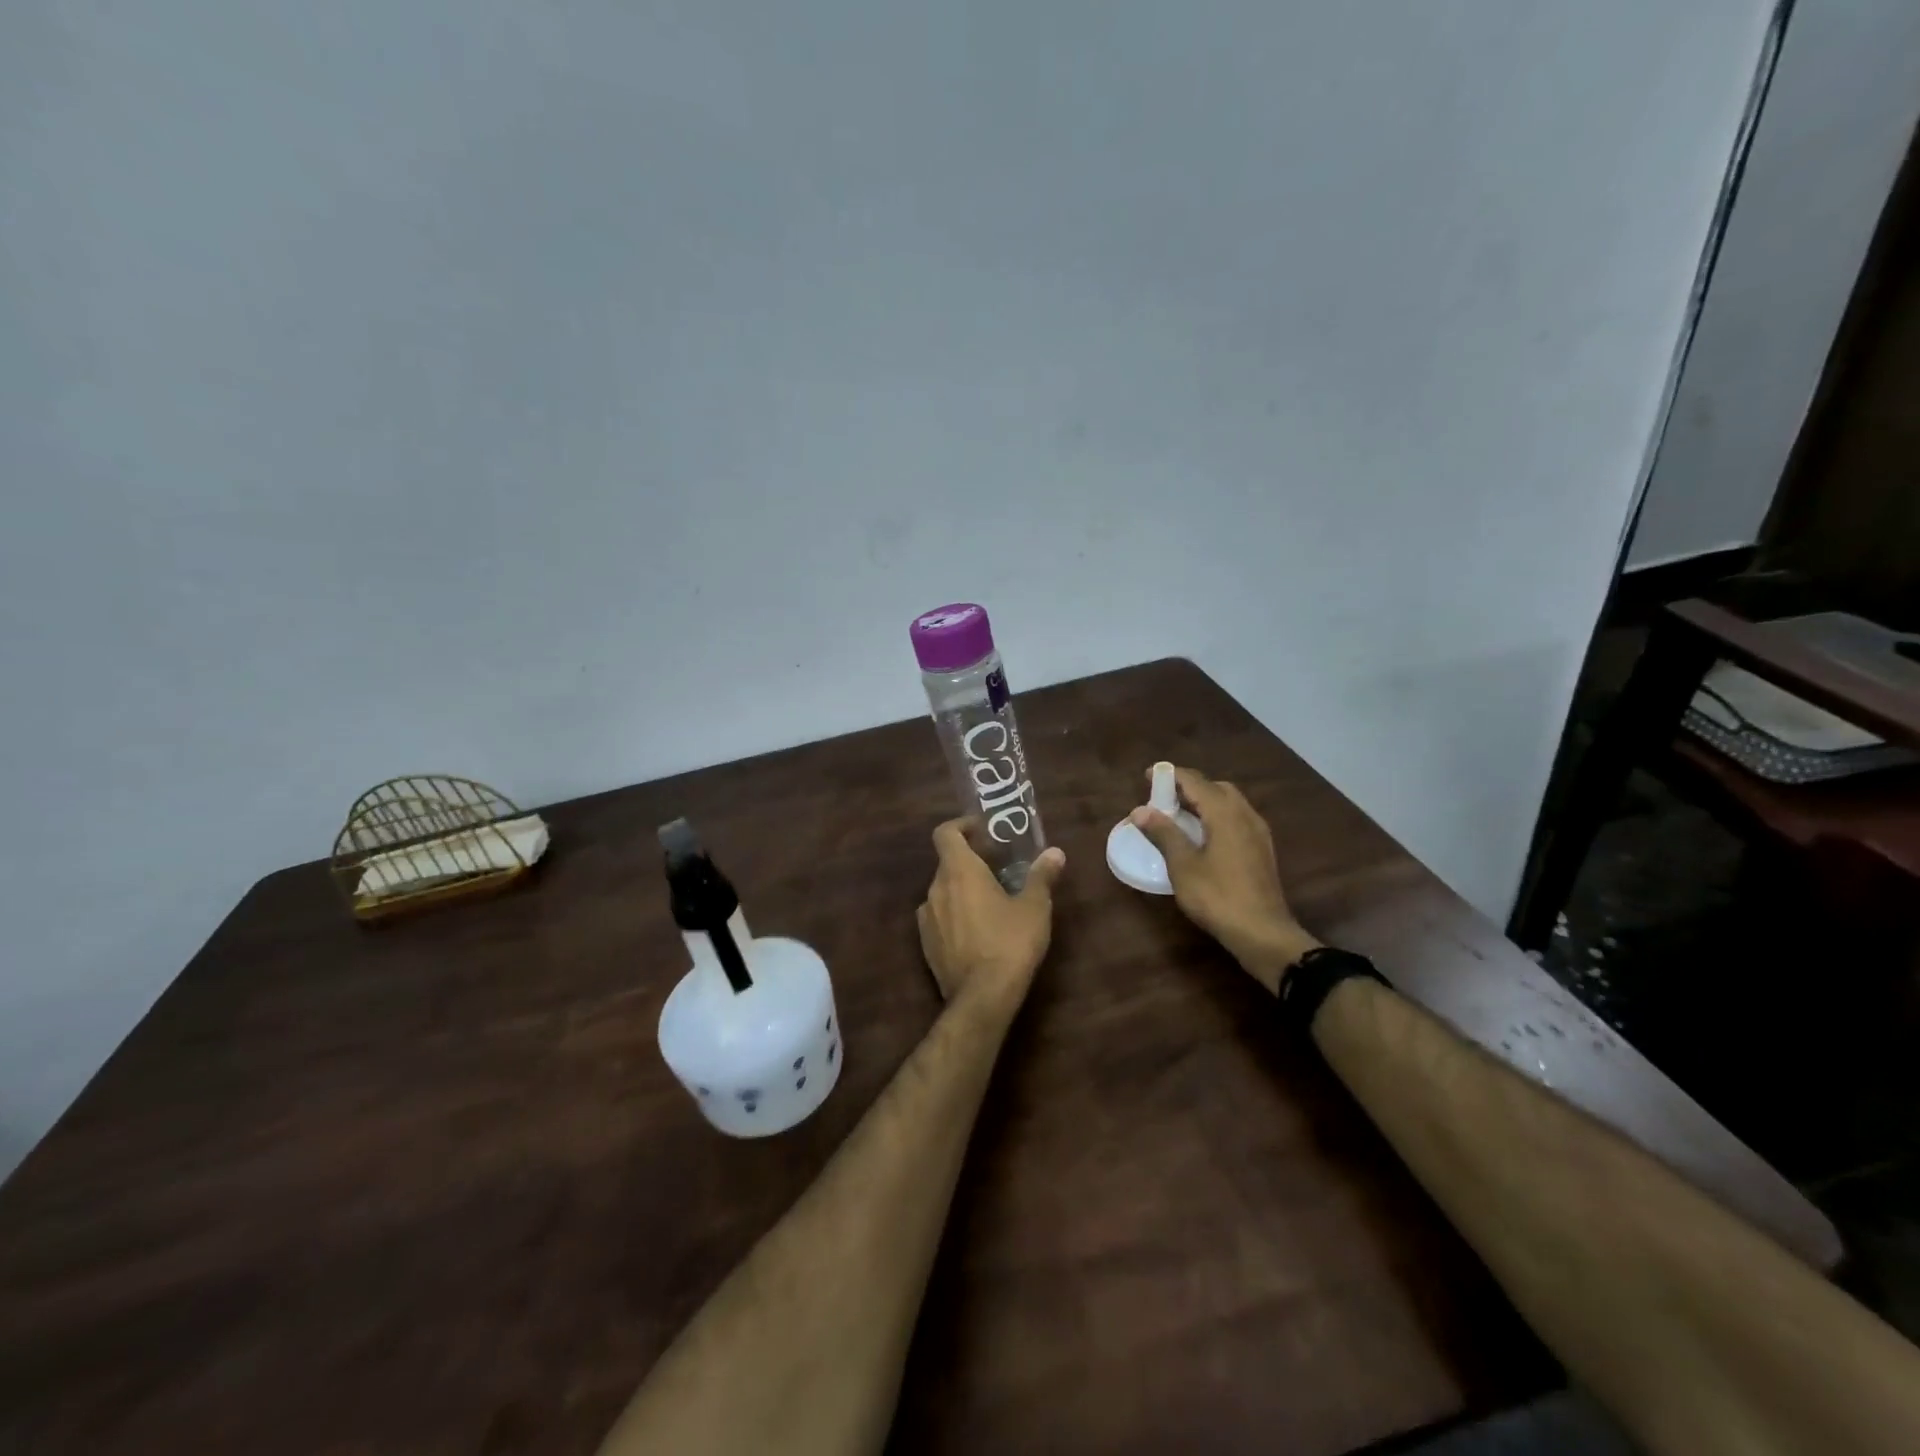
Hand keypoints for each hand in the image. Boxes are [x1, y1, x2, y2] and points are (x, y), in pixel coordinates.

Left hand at [916, 821, 1065, 1015]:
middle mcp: (936, 888)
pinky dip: (954, 914)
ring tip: (990, 901)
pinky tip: (977, 931)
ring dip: (962, 889)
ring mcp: (926, 918)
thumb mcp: (1035, 907)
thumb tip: (1055, 853)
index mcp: (959, 871)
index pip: (946, 833)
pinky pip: (939, 917)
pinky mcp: (926, 944)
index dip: (961, 826)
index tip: (982, 830)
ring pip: (943, 891)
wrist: (982, 997)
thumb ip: (1042, 876)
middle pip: (947, 863)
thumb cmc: (1010, 943)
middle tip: (997, 867)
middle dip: (970, 861)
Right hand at [1131, 766, 1318, 993]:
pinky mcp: (1262, 850)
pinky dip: (1217, 816)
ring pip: (1230, 803)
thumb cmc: (1218, 897)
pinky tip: (1204, 836)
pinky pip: (1237, 819)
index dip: (1171, 775)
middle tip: (1164, 797)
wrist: (1263, 932)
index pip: (1196, 782)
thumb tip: (1140, 810)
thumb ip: (1163, 833)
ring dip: (1205, 801)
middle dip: (1190, 786)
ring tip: (1180, 815)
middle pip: (1217, 788)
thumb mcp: (1183, 865)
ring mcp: (1258, 833)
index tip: (1148, 776)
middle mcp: (1246, 815)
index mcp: (1225, 813)